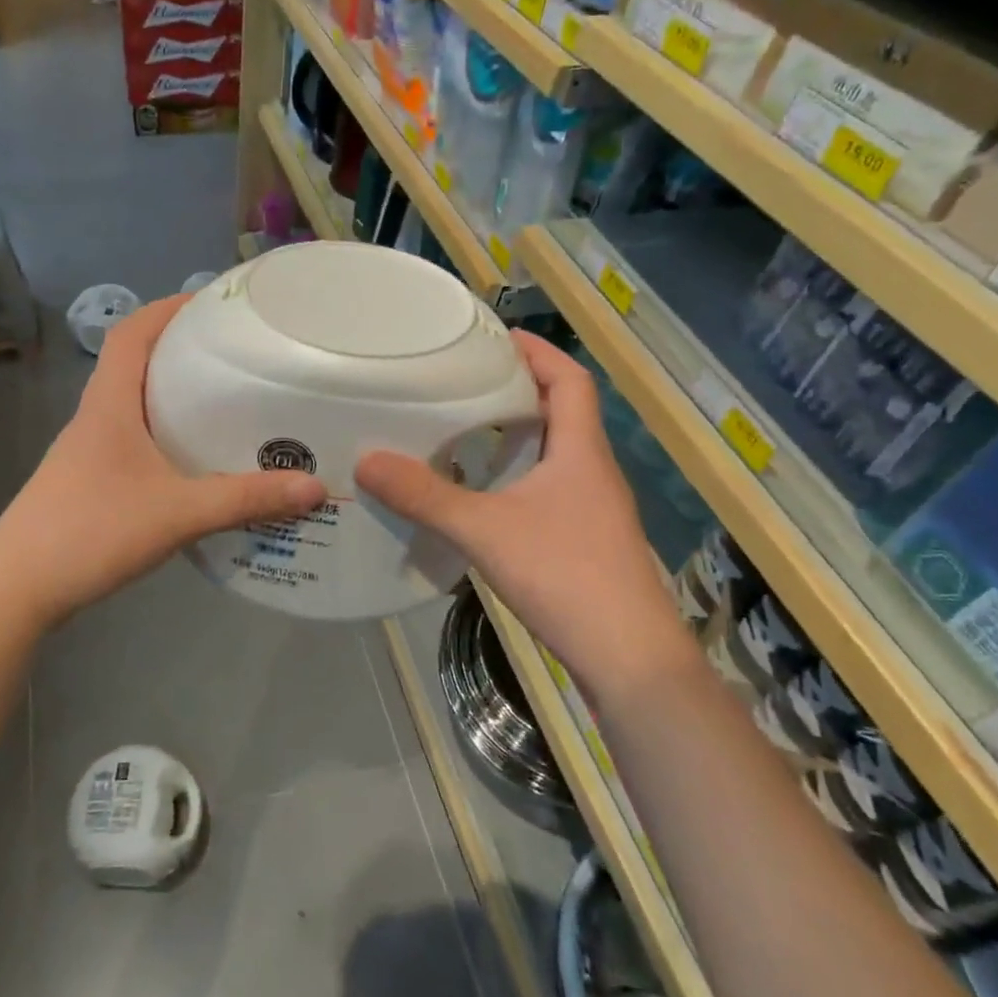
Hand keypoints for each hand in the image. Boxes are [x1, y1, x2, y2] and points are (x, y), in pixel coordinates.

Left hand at [0, 295, 326, 620]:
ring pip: (135, 402)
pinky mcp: (91, 480)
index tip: (213, 304)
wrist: (16, 590)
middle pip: (135, 361)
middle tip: (235, 352)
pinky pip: (134, 438)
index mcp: (110, 404)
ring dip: (173, 392)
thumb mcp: (178, 513)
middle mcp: (96, 417)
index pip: (132, 332)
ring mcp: (89, 450)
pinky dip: (165, 433)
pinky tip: (196, 459)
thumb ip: (245, 499)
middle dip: (181, 348)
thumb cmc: (91, 532)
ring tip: (226, 399)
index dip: (168, 308)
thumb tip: (313, 486)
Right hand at [355, 332, 671, 678]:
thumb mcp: (485, 530)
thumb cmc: (566, 576)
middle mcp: (593, 470)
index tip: (496, 337)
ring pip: (557, 451)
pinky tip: (484, 493)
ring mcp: (594, 508)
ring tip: (466, 428)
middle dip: (520, 388)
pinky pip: (551, 486)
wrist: (630, 659)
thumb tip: (367, 462)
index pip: (570, 379)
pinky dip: (520, 474)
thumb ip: (425, 496)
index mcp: (580, 450)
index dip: (538, 351)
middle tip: (466, 380)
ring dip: (520, 433)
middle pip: (563, 410)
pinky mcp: (587, 540)